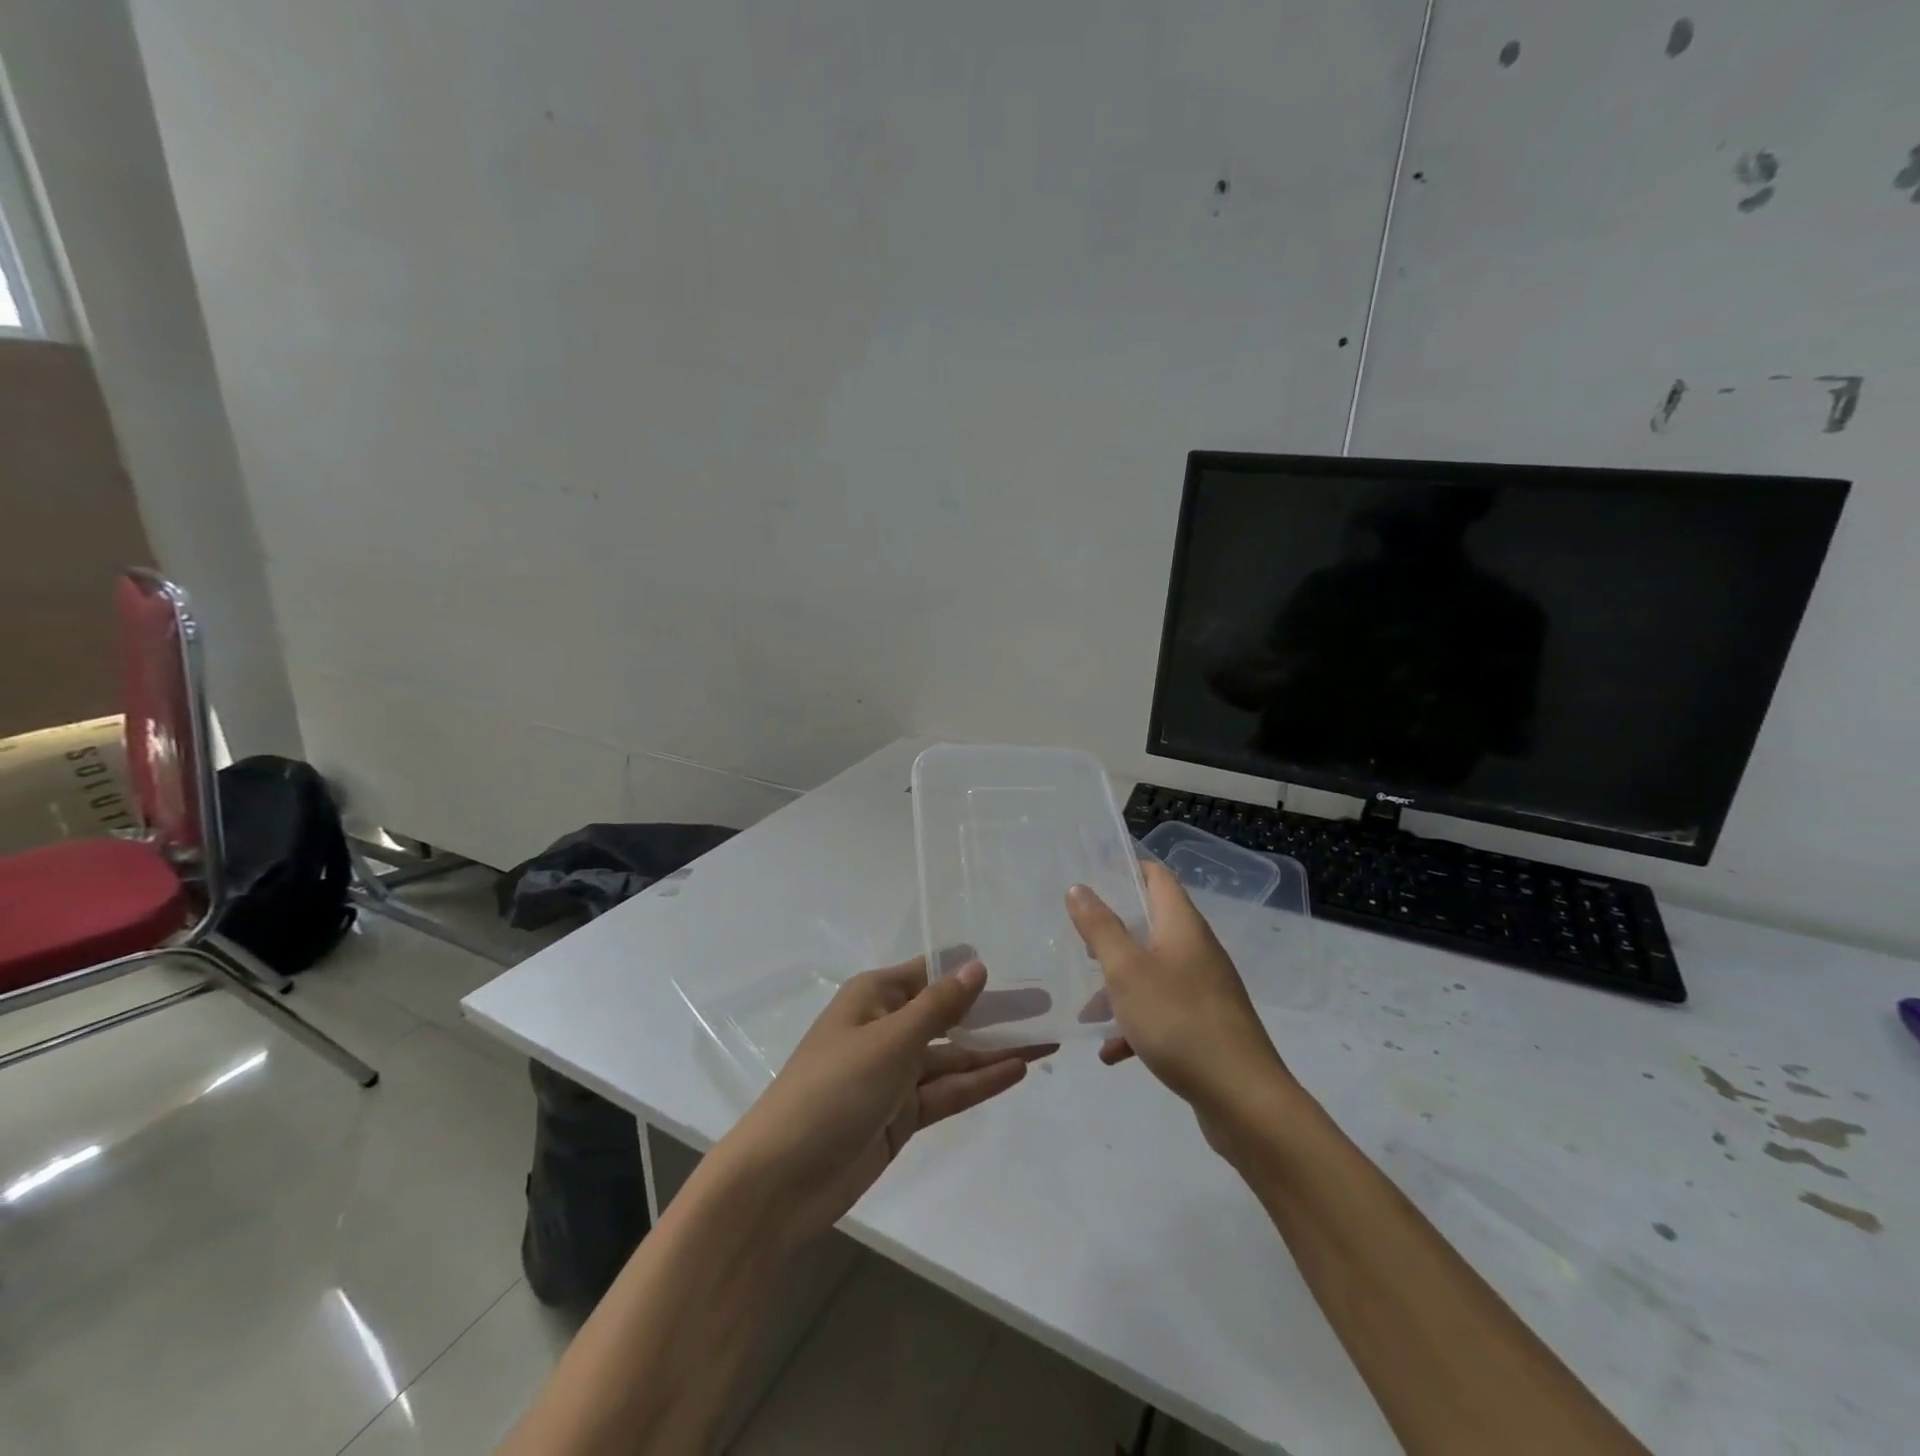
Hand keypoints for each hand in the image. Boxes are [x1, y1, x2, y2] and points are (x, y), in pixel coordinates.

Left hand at [719, 958, 1052, 1247]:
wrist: (781, 1181)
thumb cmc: (832, 1090)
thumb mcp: (890, 1041)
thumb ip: (938, 1007)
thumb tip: (976, 966)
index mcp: (874, 998)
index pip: (930, 973)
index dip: (970, 970)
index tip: (1018, 963)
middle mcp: (886, 1029)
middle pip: (948, 1016)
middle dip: (993, 1012)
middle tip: (1046, 1006)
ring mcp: (895, 1075)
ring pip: (954, 1056)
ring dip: (995, 1050)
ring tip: (1047, 1041)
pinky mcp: (902, 1116)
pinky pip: (948, 1091)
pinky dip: (980, 1082)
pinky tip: (1018, 1071)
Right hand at [1066, 862, 1295, 1148]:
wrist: (1243, 1099)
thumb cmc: (1178, 1021)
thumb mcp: (1126, 971)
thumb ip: (1100, 928)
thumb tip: (1080, 888)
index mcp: (1182, 926)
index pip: (1158, 877)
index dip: (1128, 869)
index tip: (1093, 875)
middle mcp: (1197, 950)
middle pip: (1152, 925)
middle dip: (1113, 933)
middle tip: (1080, 942)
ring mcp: (1205, 989)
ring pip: (1153, 972)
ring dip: (1119, 985)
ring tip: (1087, 1009)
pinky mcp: (1206, 1025)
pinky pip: (1163, 1012)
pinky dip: (1137, 1024)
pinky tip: (1112, 1052)